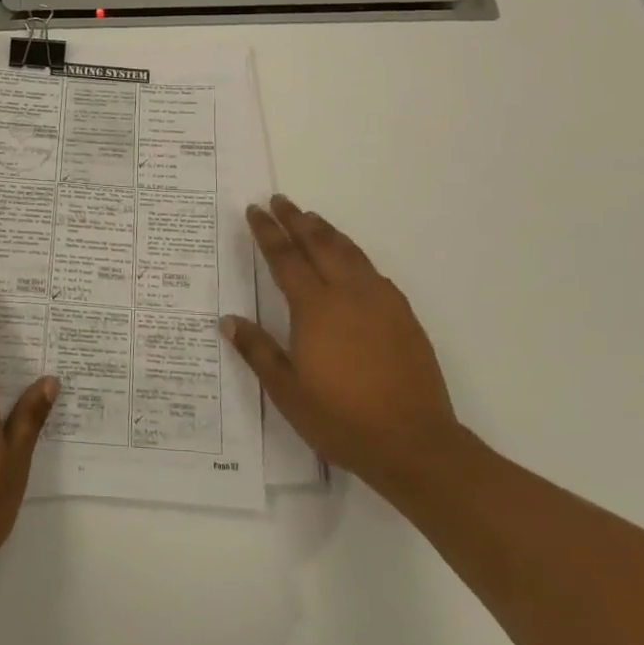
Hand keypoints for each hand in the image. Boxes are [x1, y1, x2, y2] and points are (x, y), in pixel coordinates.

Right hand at [221, 196, 460, 494]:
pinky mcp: (403, 316)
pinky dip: (355, 255)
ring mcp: (380, 303)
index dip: (268, 232)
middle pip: (319, 245)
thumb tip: (228, 320)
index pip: (286, 258)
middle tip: (280, 200)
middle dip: (296, 220)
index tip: (255, 210)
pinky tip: (352, 260)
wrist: (415, 444)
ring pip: (350, 253)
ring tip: (312, 218)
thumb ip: (258, 350)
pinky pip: (373, 272)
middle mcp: (348, 294)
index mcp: (315, 308)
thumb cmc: (341, 418)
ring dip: (328, 232)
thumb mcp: (287, 390)